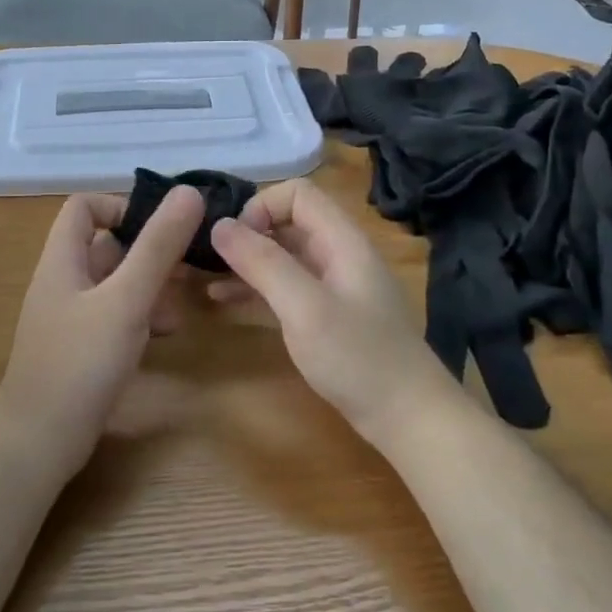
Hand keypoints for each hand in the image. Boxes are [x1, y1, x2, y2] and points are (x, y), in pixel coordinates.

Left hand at [0, 187, 204, 466]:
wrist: (39, 441)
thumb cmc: (81, 362)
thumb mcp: (126, 299)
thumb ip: (158, 246)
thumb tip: (188, 191)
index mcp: (63, 260)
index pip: (85, 206)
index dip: (122, 207)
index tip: (162, 227)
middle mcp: (64, 281)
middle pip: (108, 245)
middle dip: (150, 251)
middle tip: (189, 266)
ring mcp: (72, 317)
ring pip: (117, 283)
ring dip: (152, 286)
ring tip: (182, 305)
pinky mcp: (82, 348)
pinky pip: (116, 315)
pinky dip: (142, 316)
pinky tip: (165, 335)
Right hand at [208, 179, 460, 450]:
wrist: (407, 417)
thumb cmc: (357, 357)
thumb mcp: (305, 308)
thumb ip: (263, 263)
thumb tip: (219, 225)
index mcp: (341, 241)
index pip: (297, 194)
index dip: (261, 207)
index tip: (234, 242)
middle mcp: (337, 254)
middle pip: (287, 223)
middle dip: (247, 234)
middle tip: (209, 261)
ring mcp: (332, 286)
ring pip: (282, 257)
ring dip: (245, 263)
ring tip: (204, 278)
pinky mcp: (325, 316)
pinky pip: (284, 288)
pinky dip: (254, 289)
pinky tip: (222, 301)